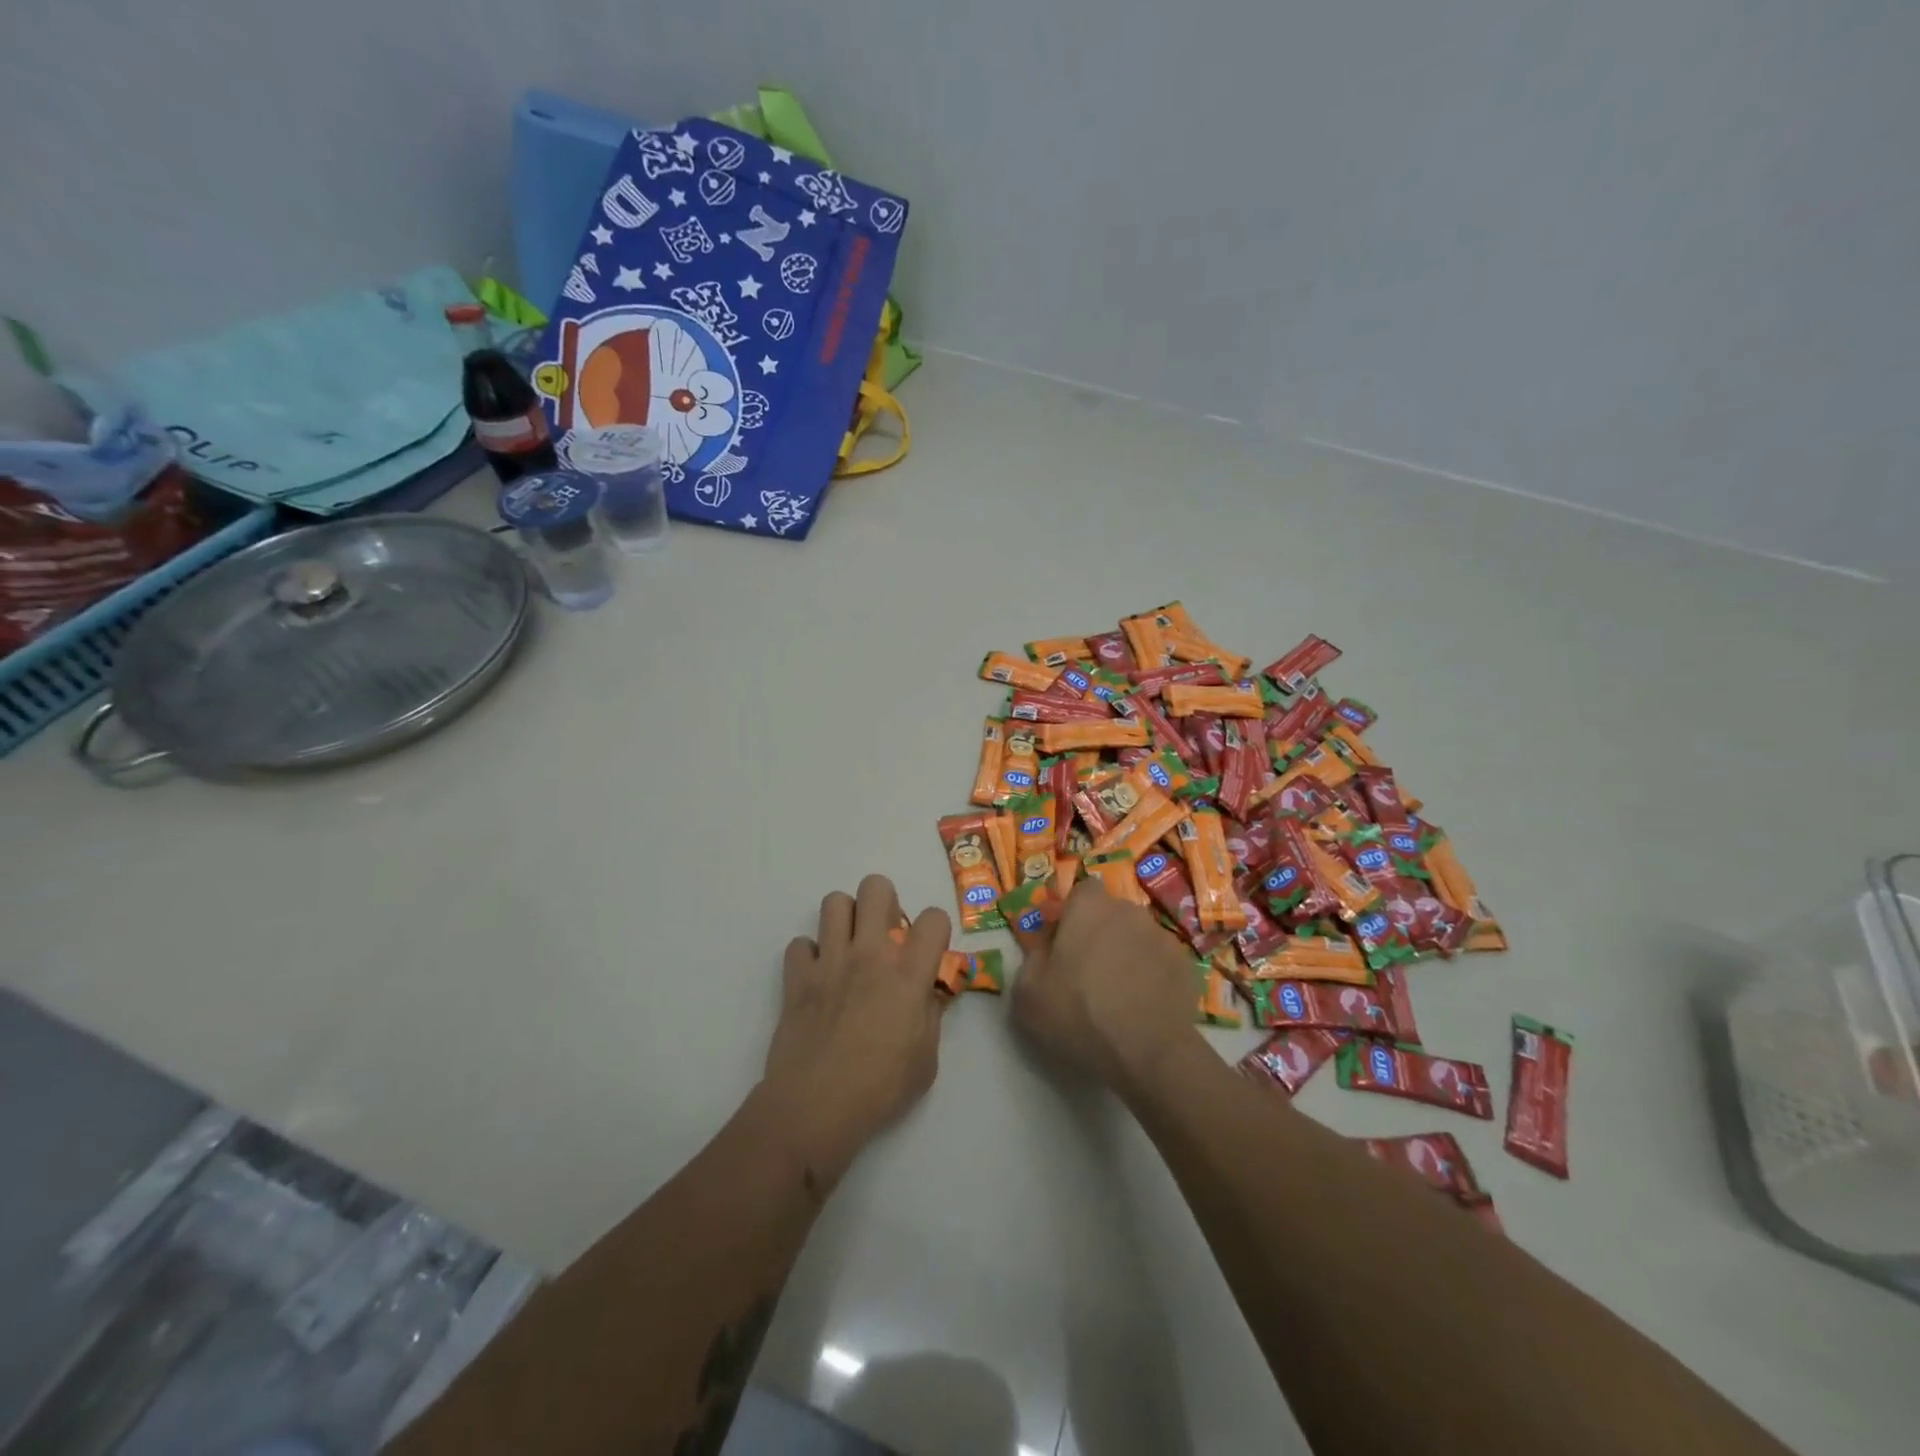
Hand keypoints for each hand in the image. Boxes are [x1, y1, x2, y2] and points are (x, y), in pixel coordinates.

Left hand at [758, 875, 951, 1183]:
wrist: (815, 1108)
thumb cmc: (880, 1089)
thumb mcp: (926, 1060)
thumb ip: (931, 1016)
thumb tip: (929, 993)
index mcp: (908, 974)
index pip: (934, 918)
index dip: (935, 930)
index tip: (929, 952)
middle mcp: (869, 954)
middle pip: (876, 887)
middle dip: (885, 903)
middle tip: (885, 936)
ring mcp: (829, 961)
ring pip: (834, 902)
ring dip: (846, 920)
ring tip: (849, 948)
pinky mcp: (796, 977)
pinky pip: (800, 944)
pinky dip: (810, 956)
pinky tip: (817, 978)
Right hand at [1011, 878, 1197, 1093]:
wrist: (1146, 1052)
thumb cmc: (1078, 1014)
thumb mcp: (1028, 992)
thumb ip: (1032, 956)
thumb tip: (1042, 943)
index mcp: (1089, 908)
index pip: (1082, 890)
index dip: (1071, 912)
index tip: (1063, 941)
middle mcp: (1129, 911)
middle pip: (1111, 913)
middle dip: (1099, 933)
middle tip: (1087, 970)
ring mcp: (1163, 937)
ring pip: (1137, 937)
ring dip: (1127, 953)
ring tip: (1119, 992)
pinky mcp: (1186, 966)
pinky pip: (1160, 962)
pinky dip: (1152, 976)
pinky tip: (1144, 1005)